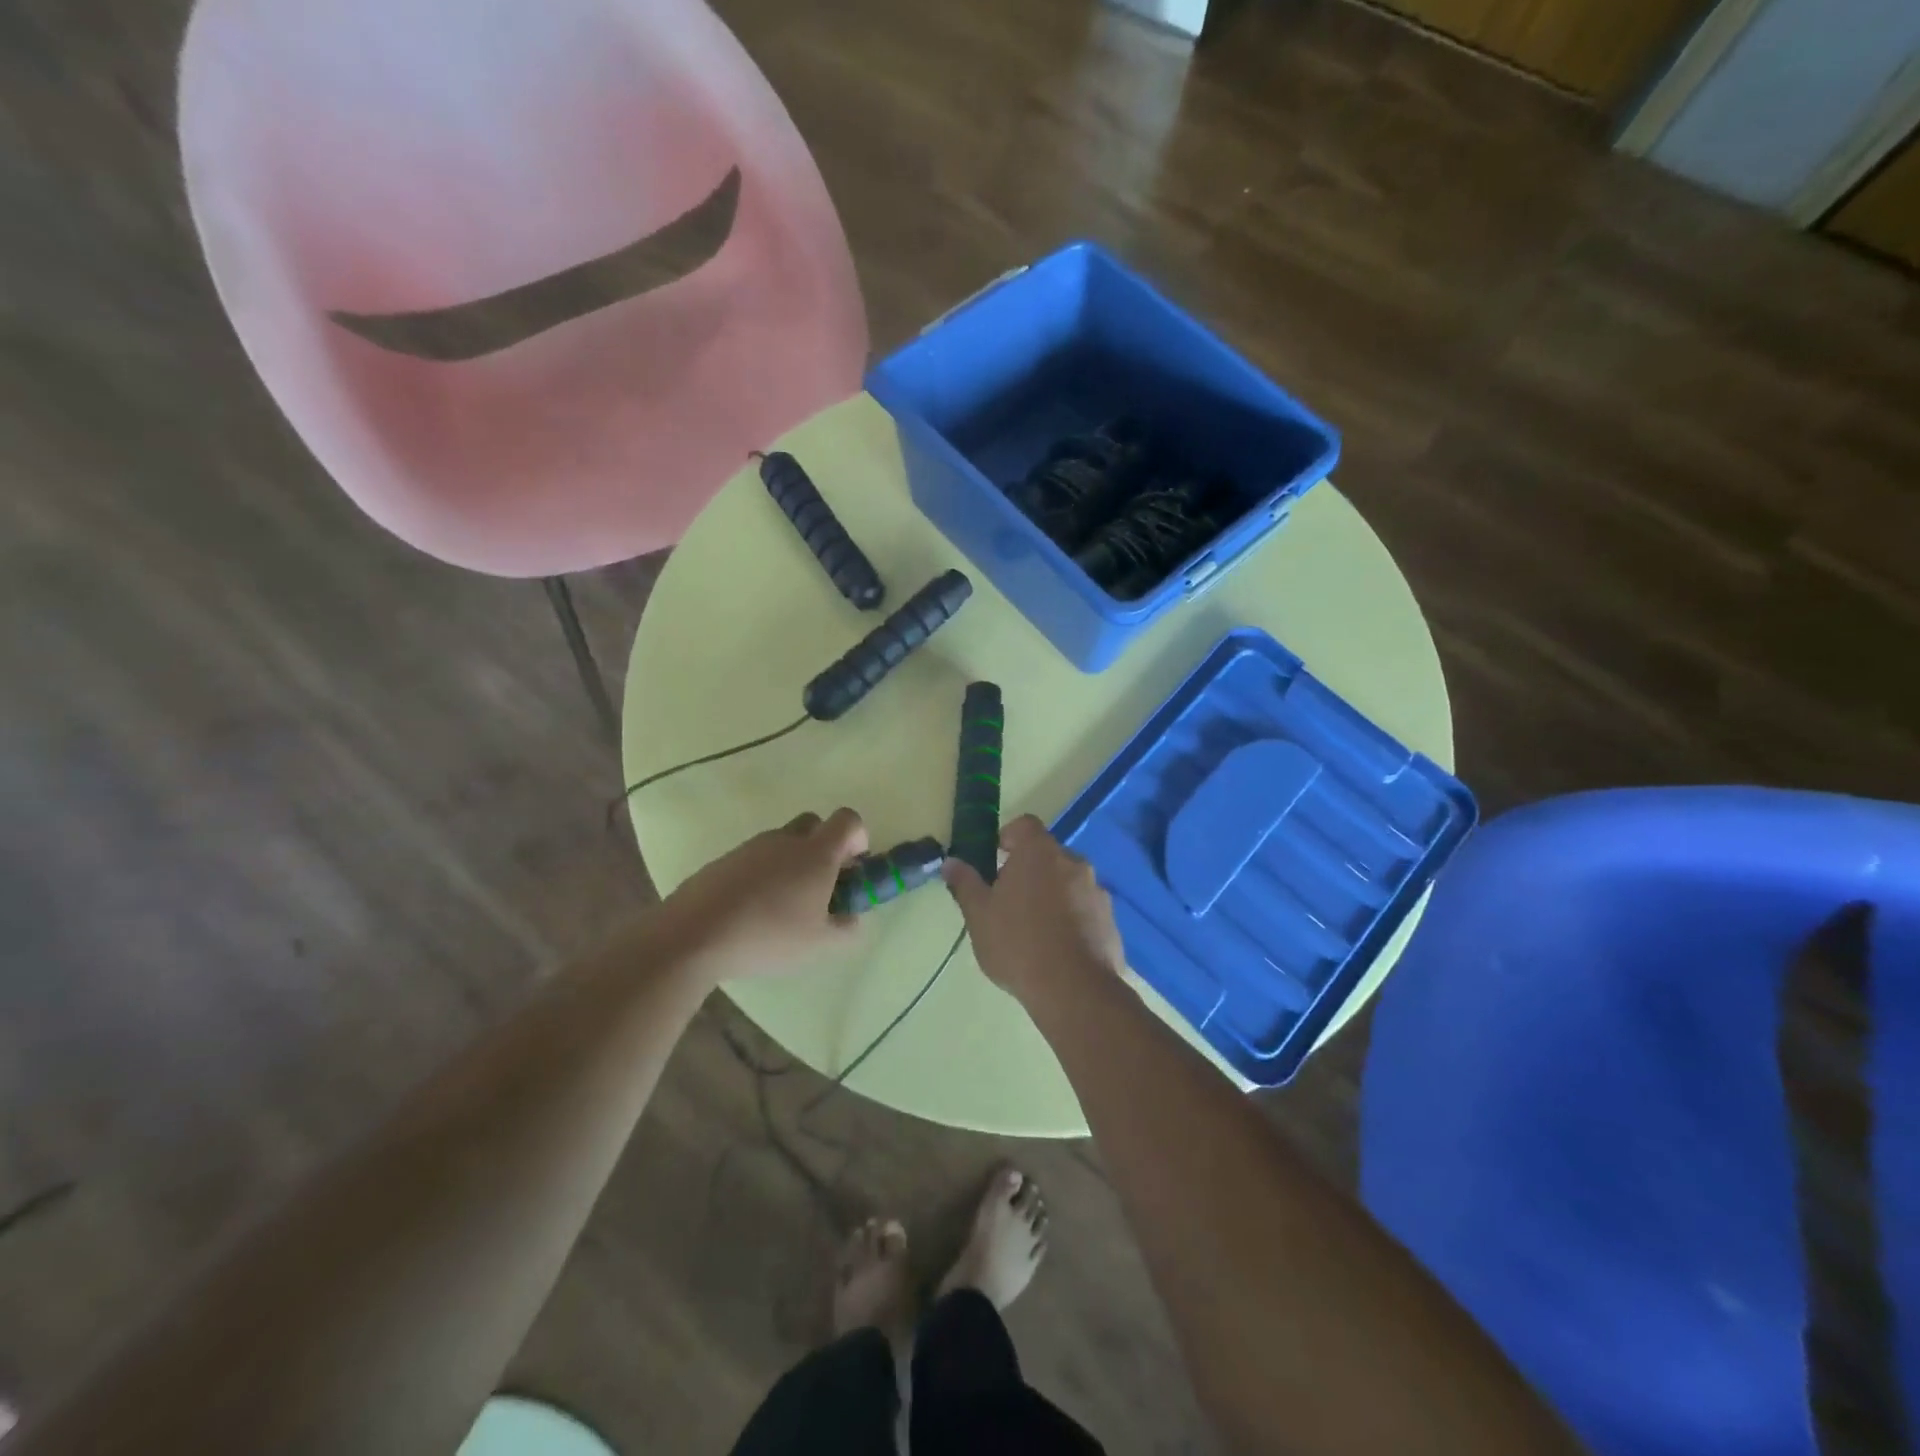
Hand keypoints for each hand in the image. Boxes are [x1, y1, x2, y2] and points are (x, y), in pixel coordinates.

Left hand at [663, 808, 868, 980]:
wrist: (694, 933)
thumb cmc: (768, 934)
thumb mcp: (819, 944)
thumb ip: (846, 929)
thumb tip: (851, 917)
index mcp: (816, 853)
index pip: (848, 820)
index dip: (858, 838)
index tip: (854, 867)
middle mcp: (785, 840)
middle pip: (814, 825)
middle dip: (824, 847)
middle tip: (822, 885)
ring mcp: (751, 847)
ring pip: (782, 843)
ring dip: (791, 864)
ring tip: (783, 908)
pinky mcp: (724, 860)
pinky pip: (755, 860)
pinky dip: (762, 876)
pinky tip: (752, 912)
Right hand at [942, 815, 1125, 1005]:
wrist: (1074, 989)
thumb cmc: (1018, 943)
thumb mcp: (979, 915)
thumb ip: (965, 884)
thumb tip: (950, 862)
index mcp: (1039, 852)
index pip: (1024, 825)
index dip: (1008, 837)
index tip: (995, 859)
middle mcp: (1073, 862)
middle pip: (1047, 855)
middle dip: (1028, 871)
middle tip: (1007, 901)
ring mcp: (1097, 891)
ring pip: (1068, 883)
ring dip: (1052, 895)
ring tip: (1034, 930)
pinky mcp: (1111, 920)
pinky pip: (1085, 909)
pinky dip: (1072, 919)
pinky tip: (1058, 949)